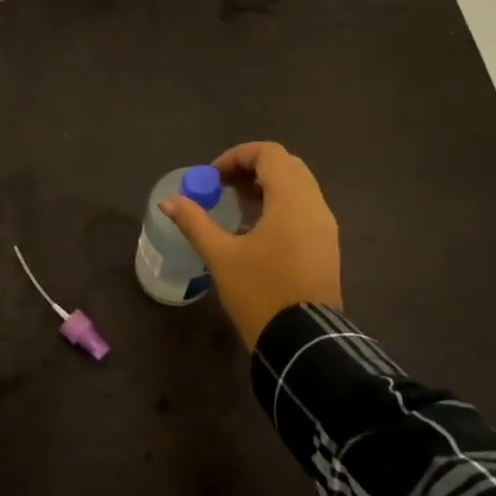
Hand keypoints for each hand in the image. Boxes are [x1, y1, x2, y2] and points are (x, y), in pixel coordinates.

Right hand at [160, 142, 342, 348]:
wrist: (303, 341)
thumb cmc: (260, 292)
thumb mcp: (220, 256)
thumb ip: (194, 222)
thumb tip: (168, 202)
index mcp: (292, 200)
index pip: (269, 154)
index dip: (237, 156)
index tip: (212, 176)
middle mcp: (315, 205)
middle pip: (286, 166)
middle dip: (252, 168)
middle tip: (222, 186)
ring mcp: (325, 226)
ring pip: (298, 187)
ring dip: (266, 186)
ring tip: (235, 204)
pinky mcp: (327, 246)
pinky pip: (304, 208)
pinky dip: (280, 204)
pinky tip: (256, 227)